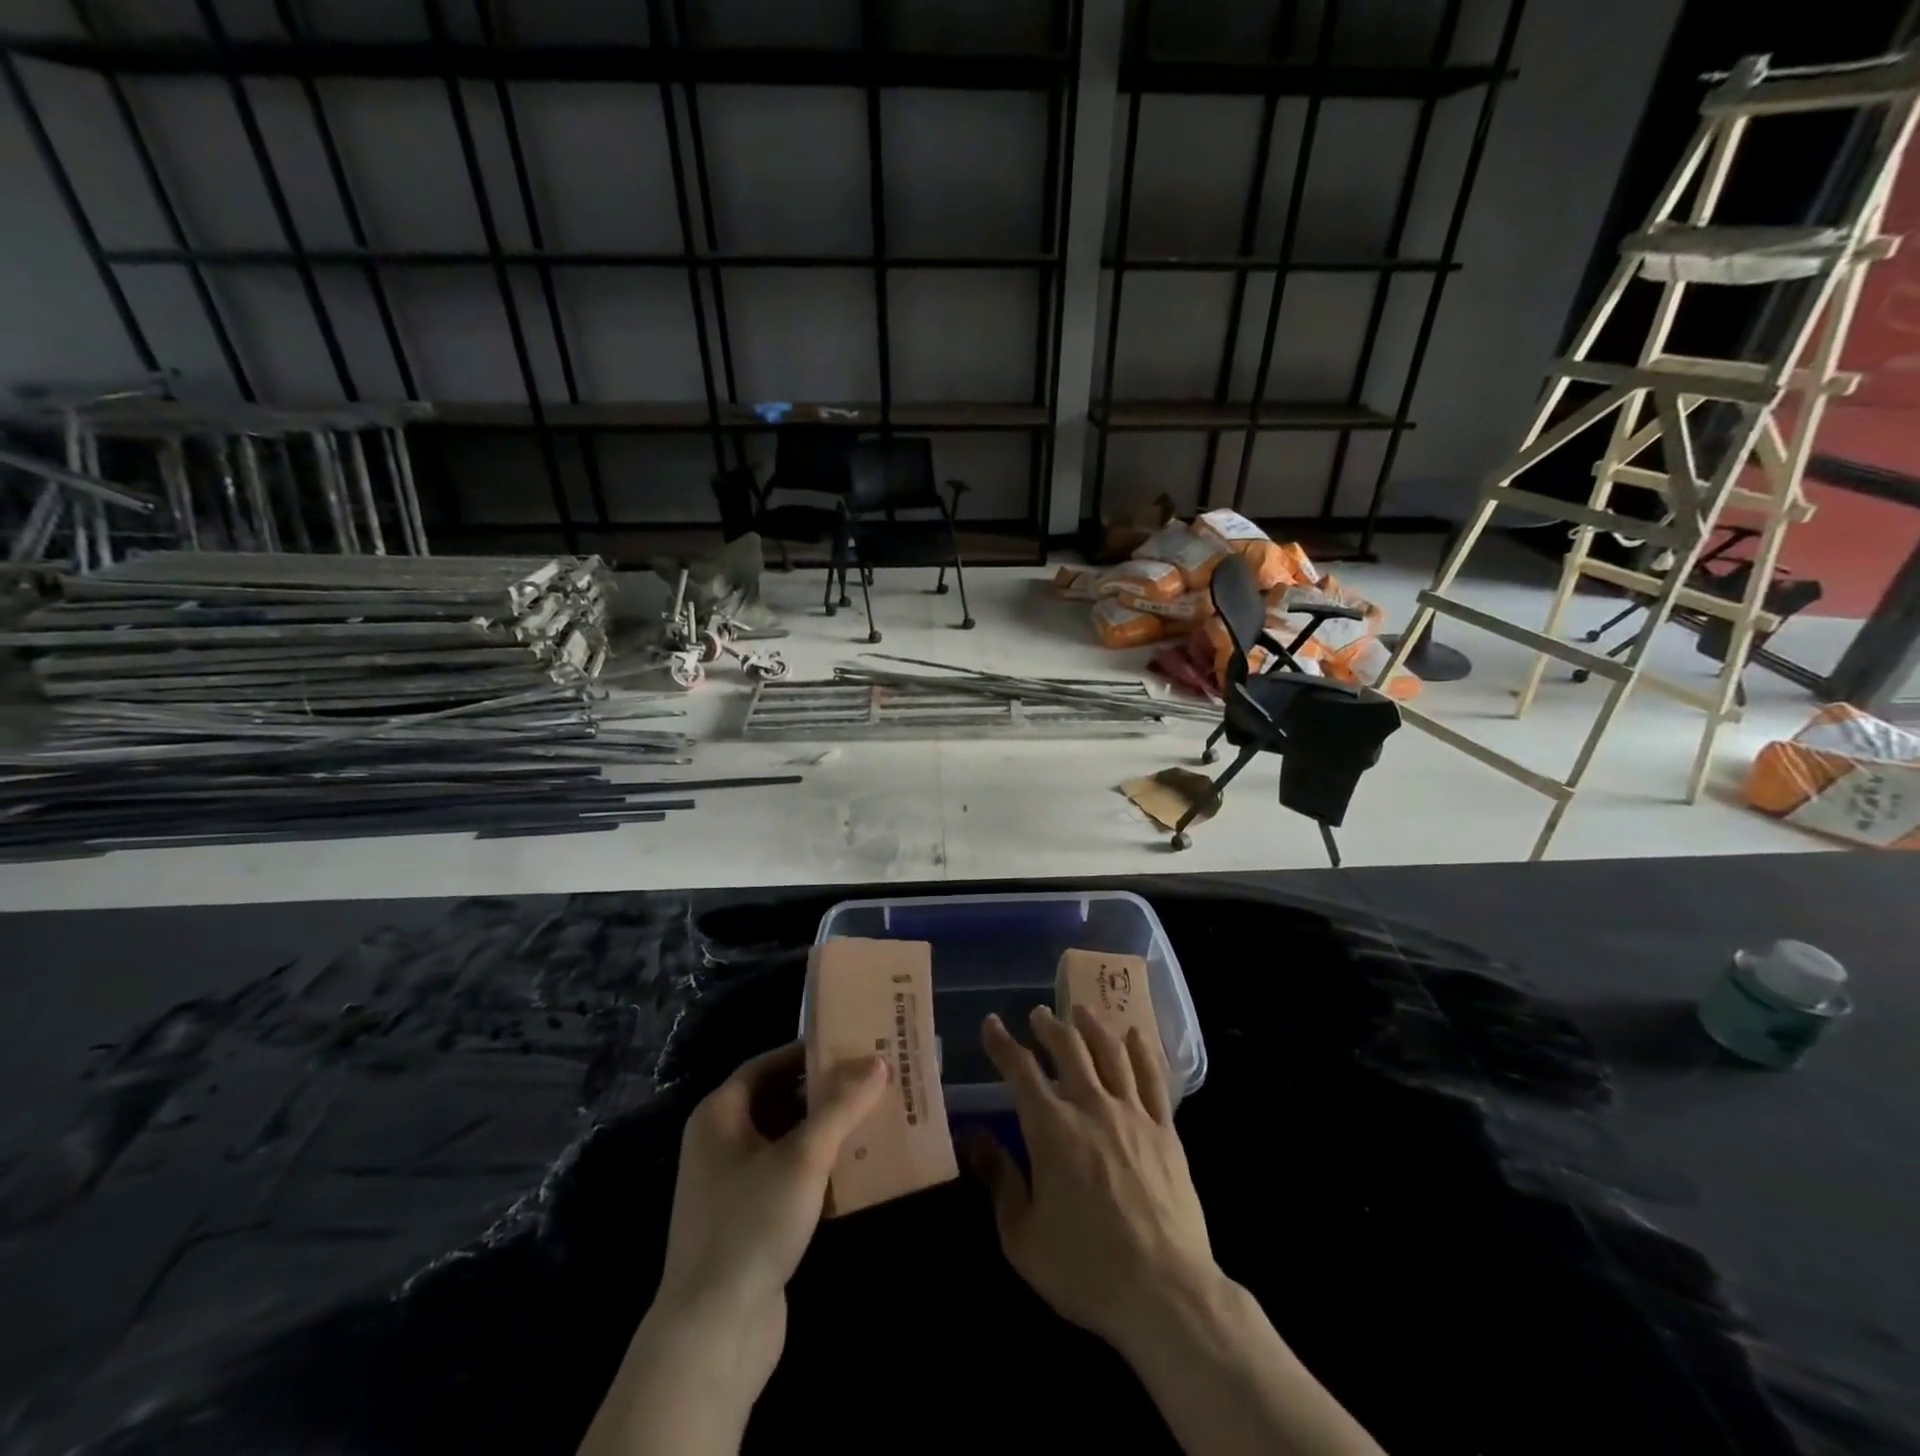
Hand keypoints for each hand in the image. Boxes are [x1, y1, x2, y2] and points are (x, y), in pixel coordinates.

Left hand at [579, 1044, 888, 1455]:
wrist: (713, 1333)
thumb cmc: (752, 1223)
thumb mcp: (803, 1156)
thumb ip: (841, 1105)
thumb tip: (877, 1062)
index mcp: (720, 1115)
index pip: (766, 1064)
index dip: (807, 1052)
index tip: (851, 1046)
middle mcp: (720, 1143)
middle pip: (778, 1100)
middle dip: (824, 1091)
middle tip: (872, 1080)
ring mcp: (733, 1185)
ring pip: (787, 1141)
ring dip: (827, 1130)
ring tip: (874, 1117)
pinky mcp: (750, 1222)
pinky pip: (789, 1177)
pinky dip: (820, 1168)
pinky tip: (859, 1169)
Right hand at [964, 1006, 1215, 1351]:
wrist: (1166, 1292)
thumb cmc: (1085, 1268)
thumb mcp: (1023, 1236)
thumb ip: (999, 1180)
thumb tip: (972, 1137)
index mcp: (1051, 1128)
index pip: (1020, 1069)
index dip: (1002, 1043)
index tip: (991, 1024)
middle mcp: (1091, 1106)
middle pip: (1068, 1048)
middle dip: (1049, 1026)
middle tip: (1039, 1015)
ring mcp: (1133, 1114)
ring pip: (1110, 1052)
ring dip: (1092, 1026)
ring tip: (1081, 1011)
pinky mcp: (1166, 1130)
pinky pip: (1153, 1076)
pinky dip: (1141, 1049)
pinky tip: (1134, 1035)